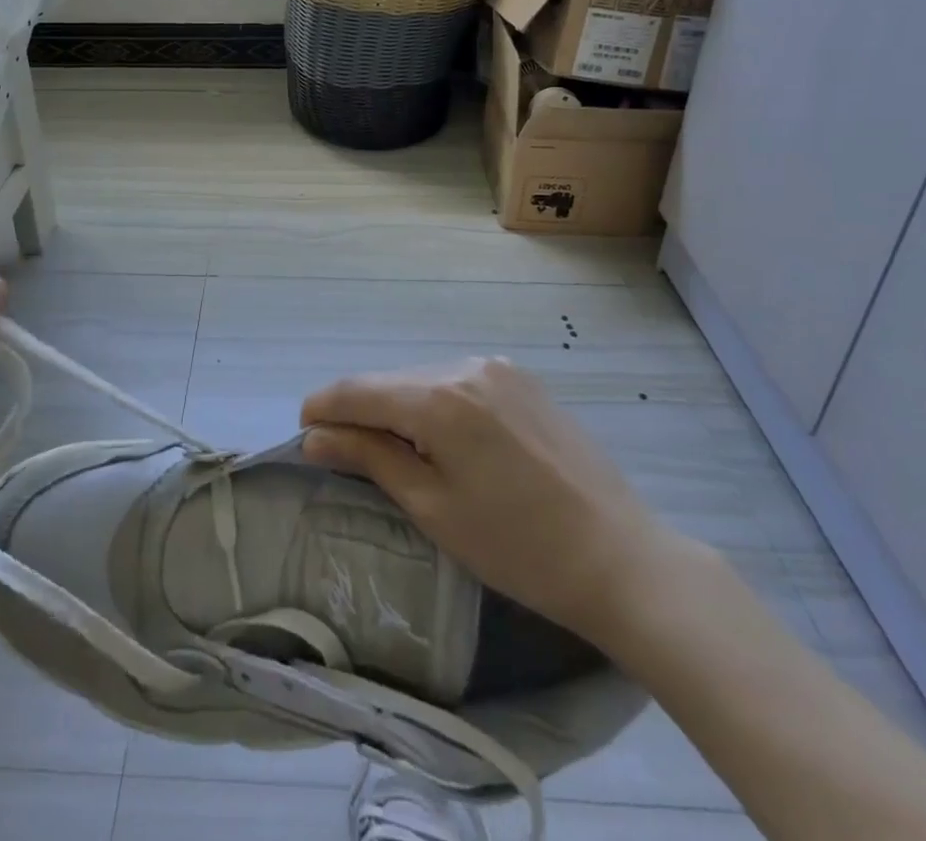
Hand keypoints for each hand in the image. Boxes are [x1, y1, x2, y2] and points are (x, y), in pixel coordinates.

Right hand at [301, 358, 672, 640]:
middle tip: (347, 454)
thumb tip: (315, 436)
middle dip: (361, 411)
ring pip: (423, 379)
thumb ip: (369, 457)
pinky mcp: (522, 379)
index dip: (323, 407)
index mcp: (439, 398)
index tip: (304, 433)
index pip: (358, 389)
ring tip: (399, 453)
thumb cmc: (517, 547)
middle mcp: (465, 366)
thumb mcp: (433, 507)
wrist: (621, 558)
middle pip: (390, 381)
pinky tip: (446, 440)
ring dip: (400, 407)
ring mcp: (498, 368)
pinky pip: (458, 381)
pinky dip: (436, 404)